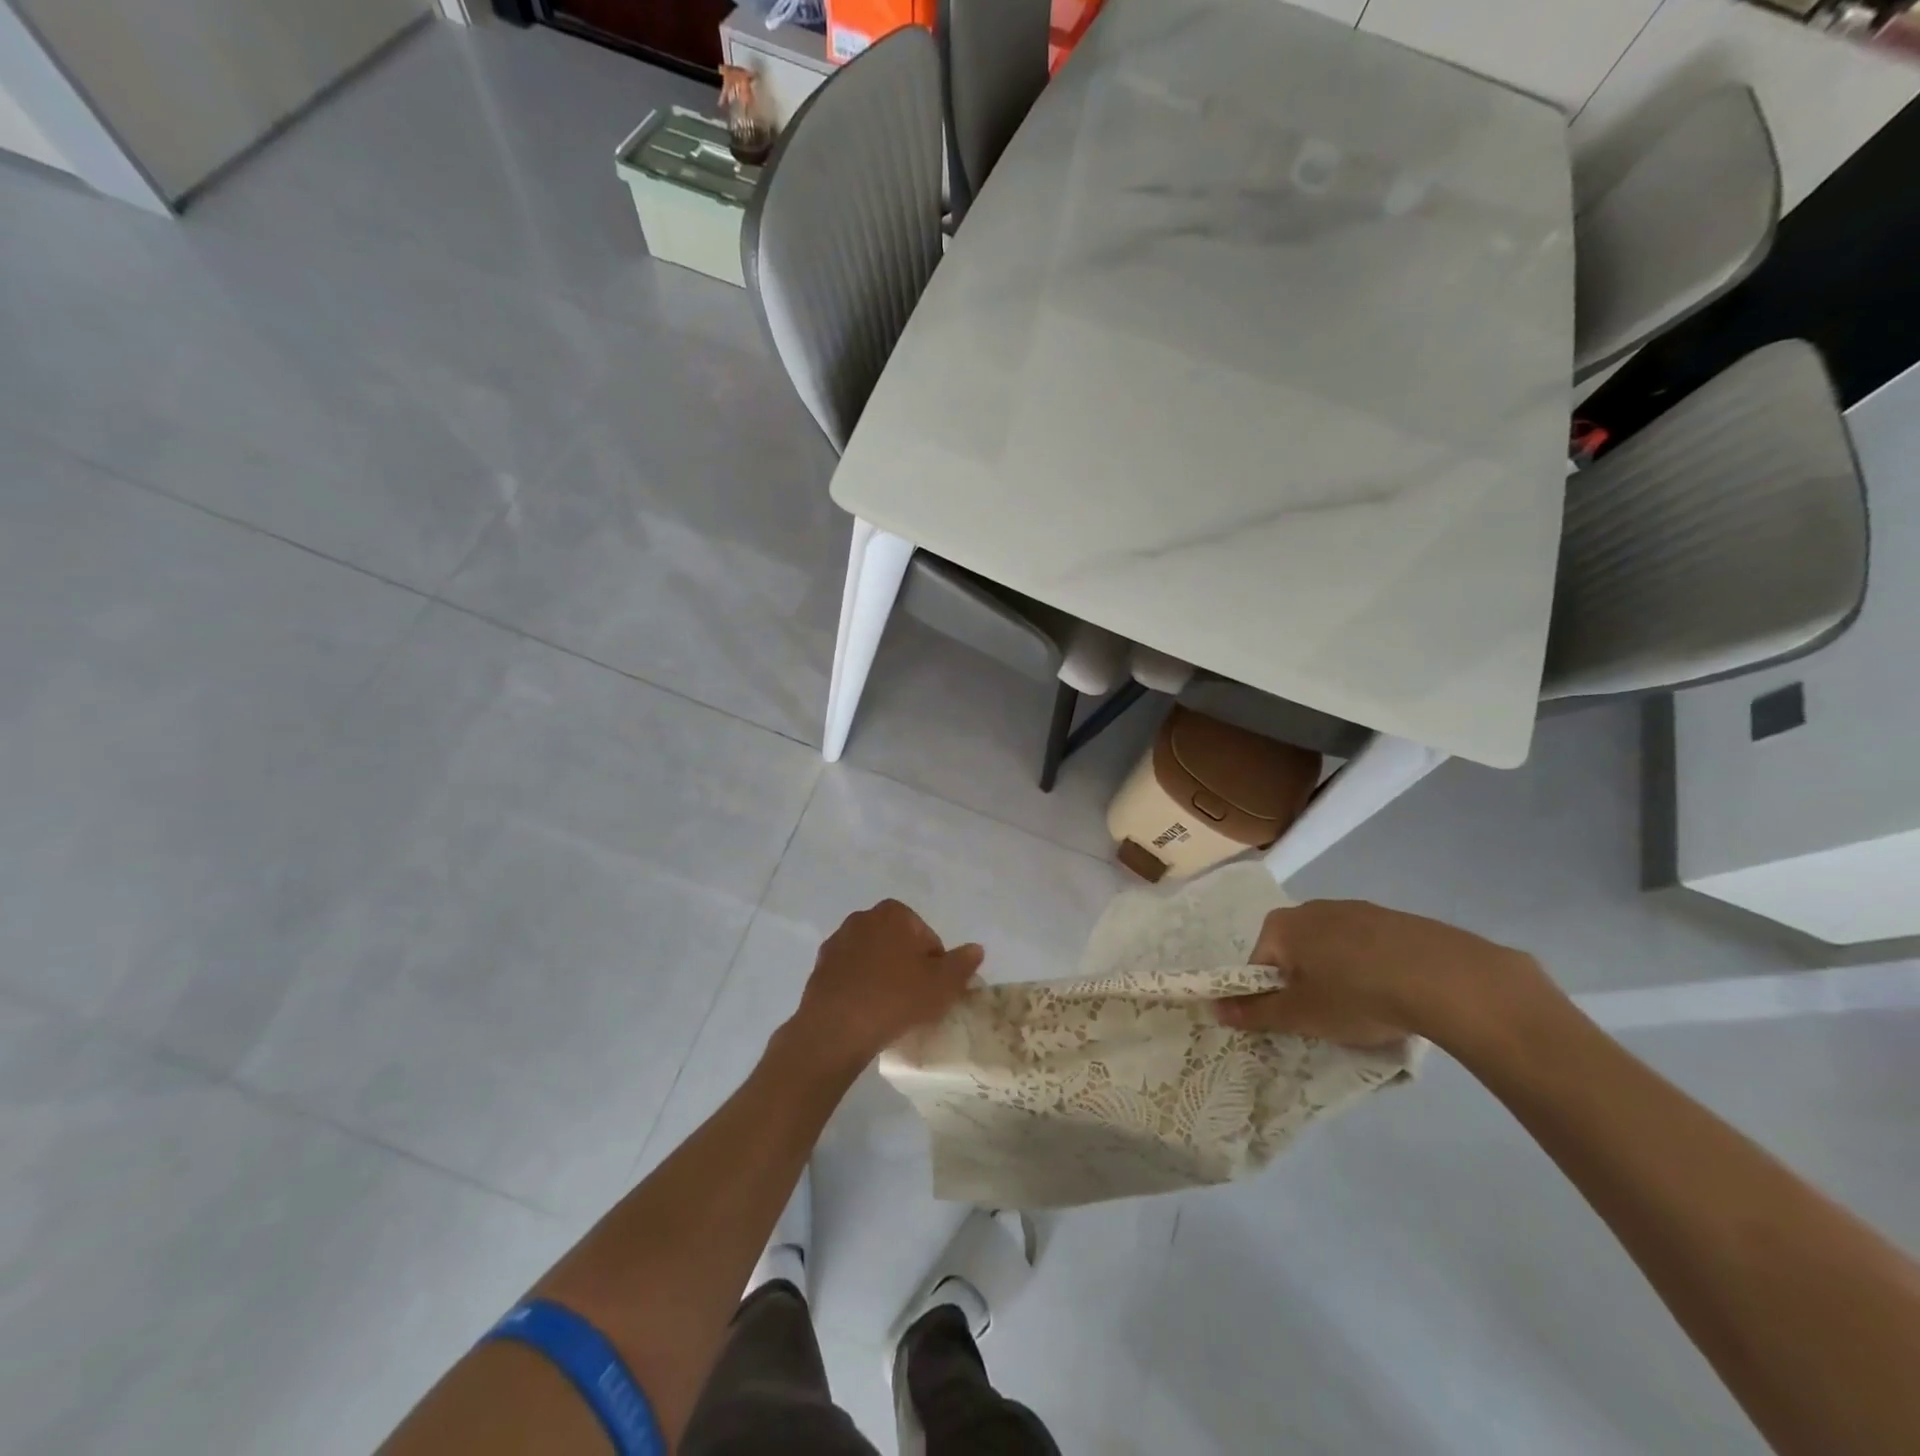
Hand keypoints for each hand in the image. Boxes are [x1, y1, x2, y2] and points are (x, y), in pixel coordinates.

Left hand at [787, 900, 983, 1073]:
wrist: (836, 1028)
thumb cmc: (896, 998)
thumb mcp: (943, 985)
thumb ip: (962, 964)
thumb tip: (976, 949)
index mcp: (894, 913)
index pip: (927, 937)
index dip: (936, 965)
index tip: (934, 991)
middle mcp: (863, 918)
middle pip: (898, 943)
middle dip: (907, 966)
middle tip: (915, 1000)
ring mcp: (838, 941)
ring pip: (873, 958)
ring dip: (883, 975)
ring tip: (890, 1009)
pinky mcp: (820, 967)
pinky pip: (851, 974)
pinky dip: (860, 986)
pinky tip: (866, 1011)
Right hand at [1214, 900, 1548, 1049]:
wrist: (1444, 977)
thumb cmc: (1356, 995)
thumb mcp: (1300, 1014)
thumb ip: (1255, 1012)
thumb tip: (1213, 1008)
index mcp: (1281, 926)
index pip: (1258, 965)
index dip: (1270, 998)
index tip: (1295, 1023)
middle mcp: (1311, 908)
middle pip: (1294, 954)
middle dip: (1305, 986)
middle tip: (1328, 1020)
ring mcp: (1355, 909)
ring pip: (1332, 951)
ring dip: (1339, 978)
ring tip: (1366, 1010)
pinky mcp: (1394, 919)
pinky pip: (1368, 948)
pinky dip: (1372, 970)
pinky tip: (1394, 995)